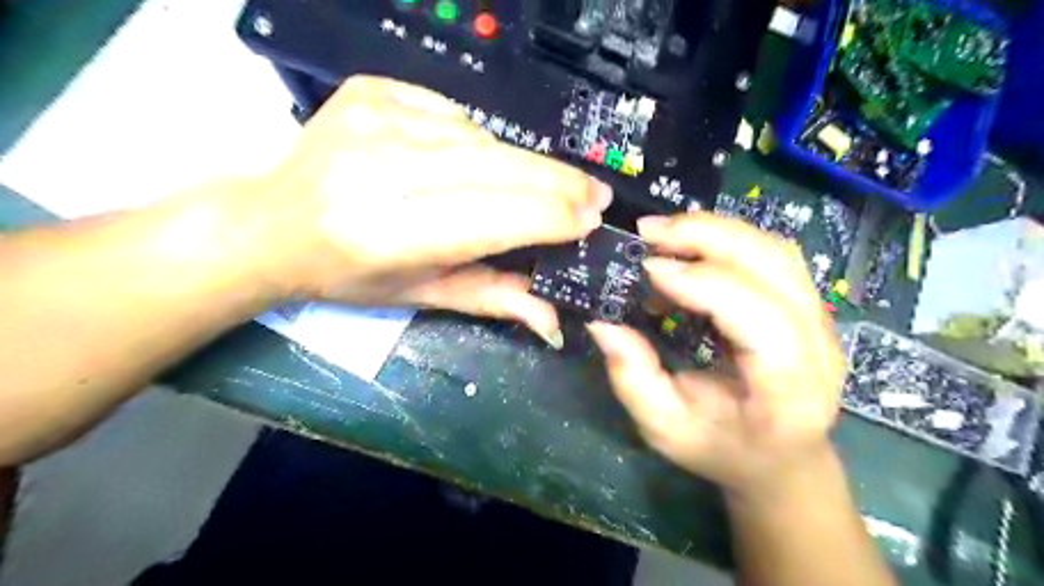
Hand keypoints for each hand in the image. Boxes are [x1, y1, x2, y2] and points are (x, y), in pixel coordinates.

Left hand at [229, 76, 612, 344]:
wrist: (271, 222)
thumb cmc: (347, 274)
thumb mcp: (418, 295)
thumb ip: (490, 298)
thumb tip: (553, 317)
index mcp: (388, 234)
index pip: (494, 217)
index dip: (550, 217)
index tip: (591, 219)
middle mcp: (381, 170)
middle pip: (495, 167)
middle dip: (556, 182)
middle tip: (594, 194)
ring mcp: (373, 119)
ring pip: (481, 138)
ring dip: (521, 164)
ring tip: (543, 184)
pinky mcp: (371, 91)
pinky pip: (453, 113)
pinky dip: (478, 139)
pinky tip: (478, 159)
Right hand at [587, 215, 846, 498]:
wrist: (780, 458)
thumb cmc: (723, 450)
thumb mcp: (665, 430)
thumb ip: (633, 379)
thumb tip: (602, 323)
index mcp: (791, 390)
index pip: (762, 320)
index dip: (704, 284)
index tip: (650, 269)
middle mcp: (819, 346)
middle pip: (775, 266)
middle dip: (707, 237)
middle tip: (649, 232)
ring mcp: (821, 319)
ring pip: (776, 250)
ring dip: (716, 230)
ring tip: (664, 233)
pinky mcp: (807, 304)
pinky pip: (771, 254)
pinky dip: (726, 240)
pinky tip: (689, 248)